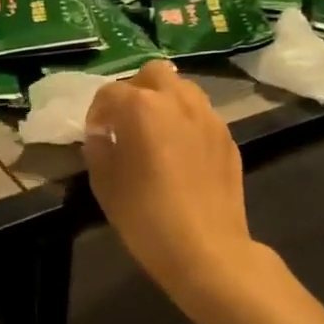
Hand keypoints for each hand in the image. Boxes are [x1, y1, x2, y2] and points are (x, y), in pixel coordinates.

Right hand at [83, 60, 258, 305]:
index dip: (96, 113)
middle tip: (126, 123)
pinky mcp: (228, 137)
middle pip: (152, 74)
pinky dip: (185, 123)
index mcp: (141, 107)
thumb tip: (101, 136)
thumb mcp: (105, 185)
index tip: (95, 135)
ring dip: (164, 102)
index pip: (109, 93)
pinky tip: (180, 155)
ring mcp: (208, 117)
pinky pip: (201, 115)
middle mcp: (178, 101)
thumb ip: (98, 150)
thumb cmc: (146, 218)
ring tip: (155, 135)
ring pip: (182, 90)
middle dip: (135, 91)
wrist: (207, 250)